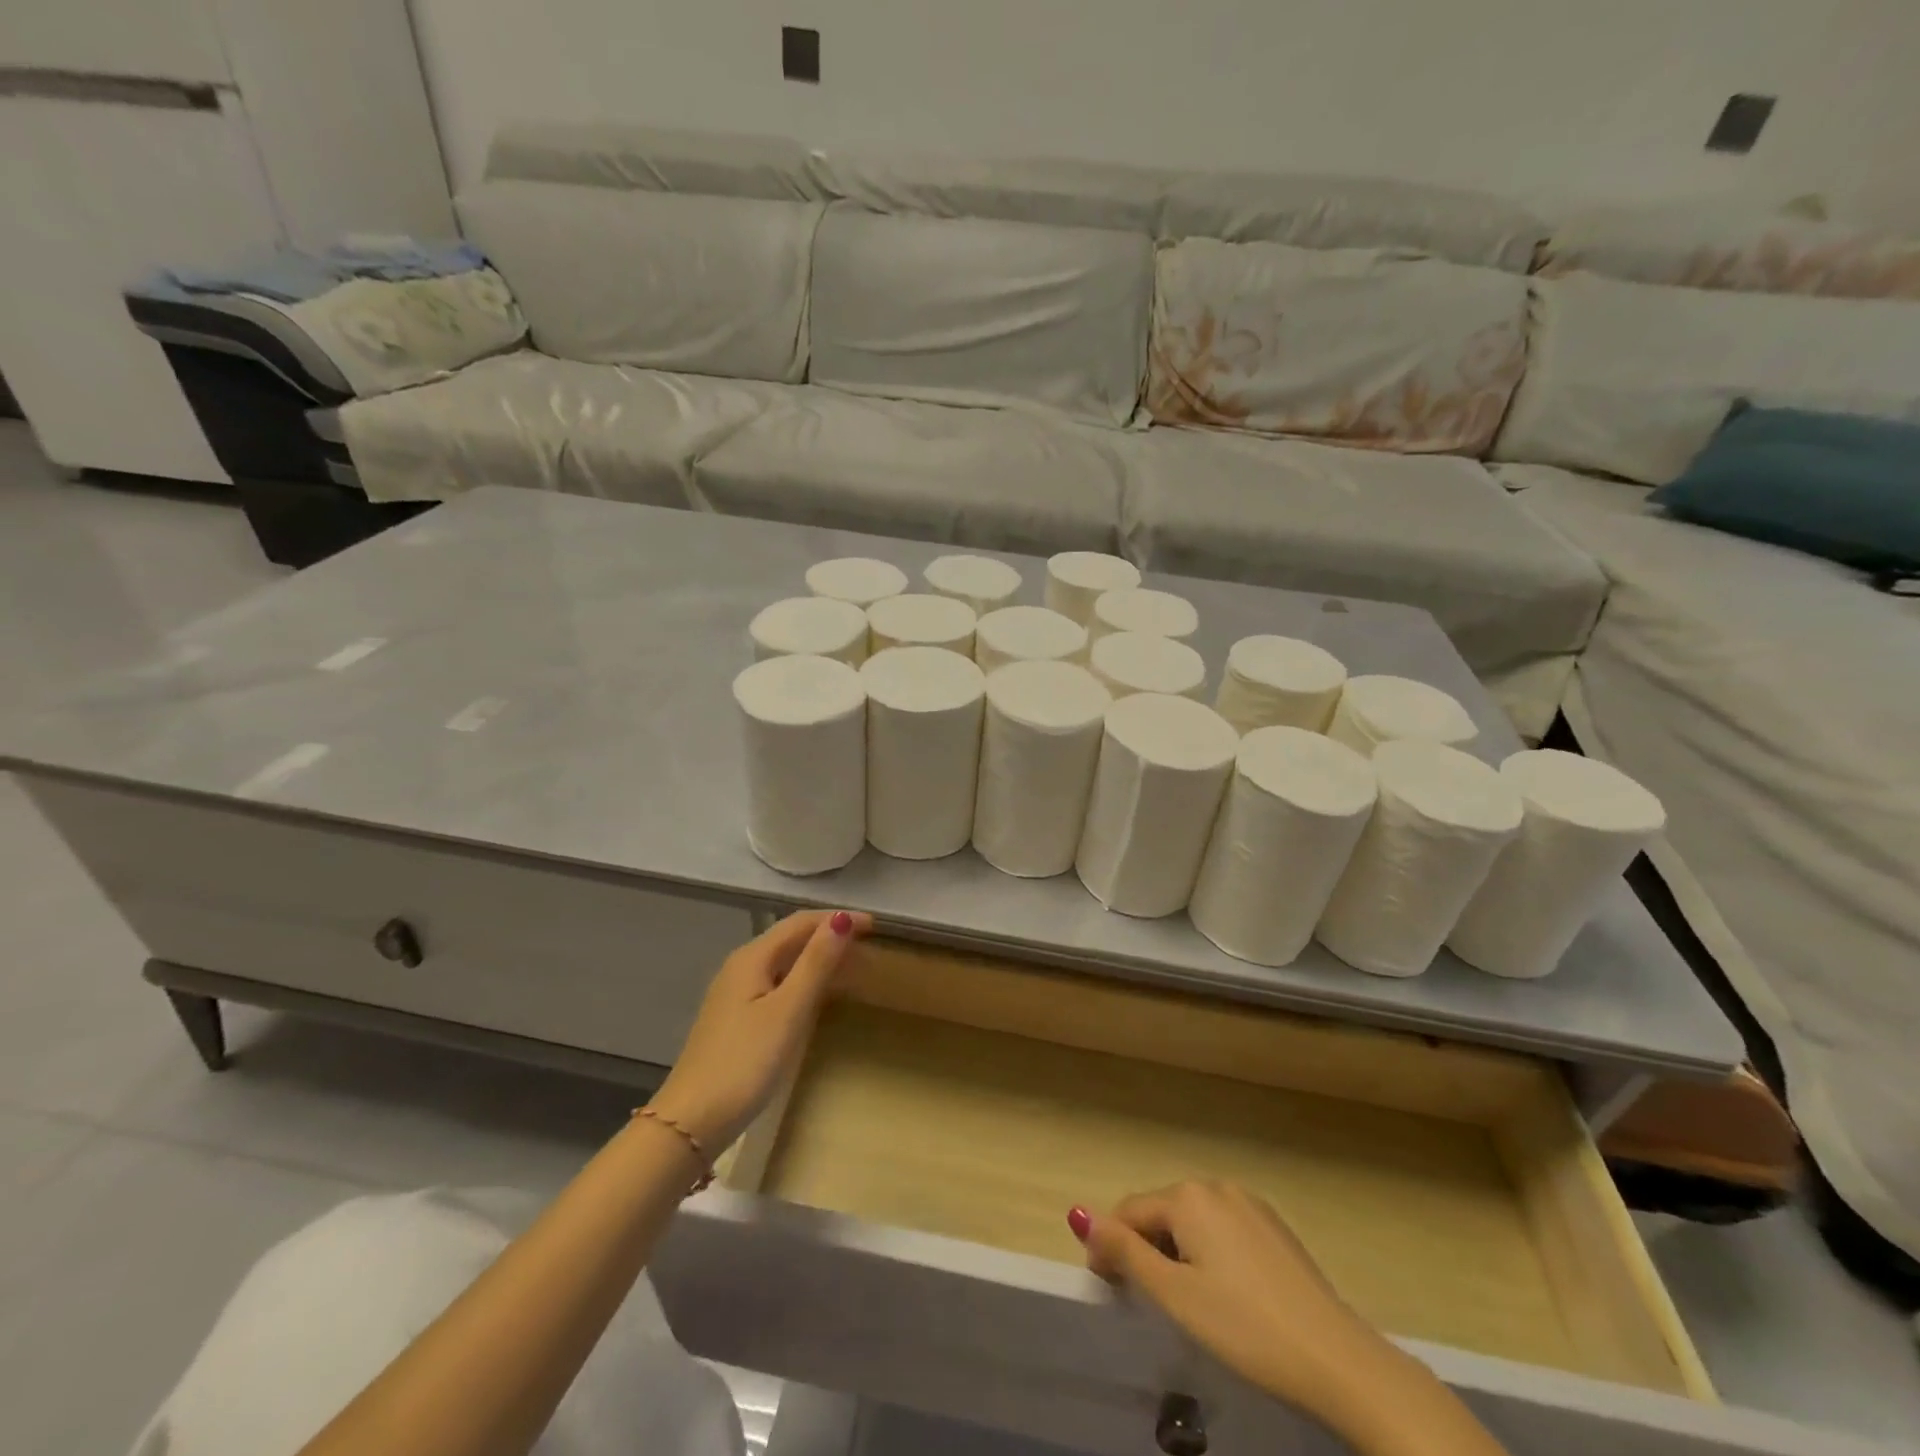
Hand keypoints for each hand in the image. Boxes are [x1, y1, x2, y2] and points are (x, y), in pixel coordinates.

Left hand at [648, 909, 871, 1152]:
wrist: (691, 1123)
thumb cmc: (746, 1062)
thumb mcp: (788, 1010)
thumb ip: (816, 963)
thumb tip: (841, 919)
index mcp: (752, 957)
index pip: (801, 922)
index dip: (838, 919)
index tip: (875, 926)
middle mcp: (741, 966)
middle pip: (790, 938)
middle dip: (829, 935)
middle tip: (869, 946)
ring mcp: (735, 993)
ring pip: (784, 961)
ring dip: (818, 957)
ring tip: (852, 967)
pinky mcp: (735, 1019)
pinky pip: (777, 983)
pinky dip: (804, 980)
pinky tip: (817, 996)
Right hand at [1073, 1181, 1401, 1433]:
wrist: (1334, 1358)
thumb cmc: (1243, 1327)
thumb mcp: (1174, 1295)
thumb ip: (1125, 1252)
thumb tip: (1080, 1216)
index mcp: (1187, 1196)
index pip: (1130, 1213)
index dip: (1113, 1248)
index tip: (1112, 1289)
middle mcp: (1215, 1185)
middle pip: (1162, 1212)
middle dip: (1147, 1248)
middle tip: (1154, 1302)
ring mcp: (1249, 1203)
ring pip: (1193, 1221)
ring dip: (1179, 1251)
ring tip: (1191, 1302)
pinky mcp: (1273, 1226)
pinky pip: (1223, 1229)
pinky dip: (1211, 1252)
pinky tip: (1228, 1293)